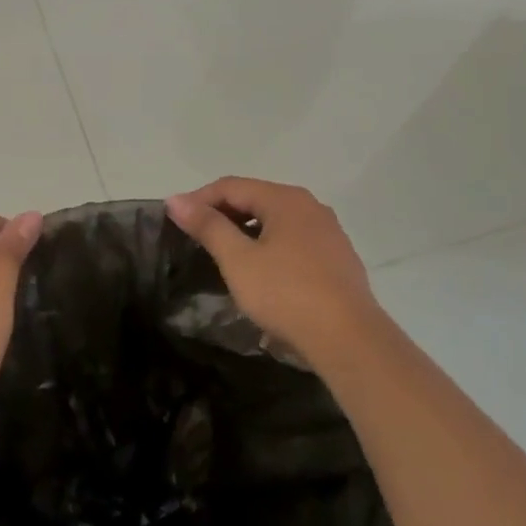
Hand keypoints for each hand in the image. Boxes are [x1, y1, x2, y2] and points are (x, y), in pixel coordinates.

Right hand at [165, 178, 382, 371]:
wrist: (349, 339)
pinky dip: (270, 246)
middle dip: (223, 213)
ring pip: (276, 221)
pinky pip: (294, 241)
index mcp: (285, 199)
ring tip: (224, 255)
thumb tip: (176, 199)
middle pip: (256, 199)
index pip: (231, 186)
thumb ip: (208, 226)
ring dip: (246, 231)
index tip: (175, 219)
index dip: (199, 199)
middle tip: (196, 237)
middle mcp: (310, 206)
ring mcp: (328, 232)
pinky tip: (261, 272)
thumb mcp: (238, 260)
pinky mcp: (338, 259)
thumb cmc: (287, 294)